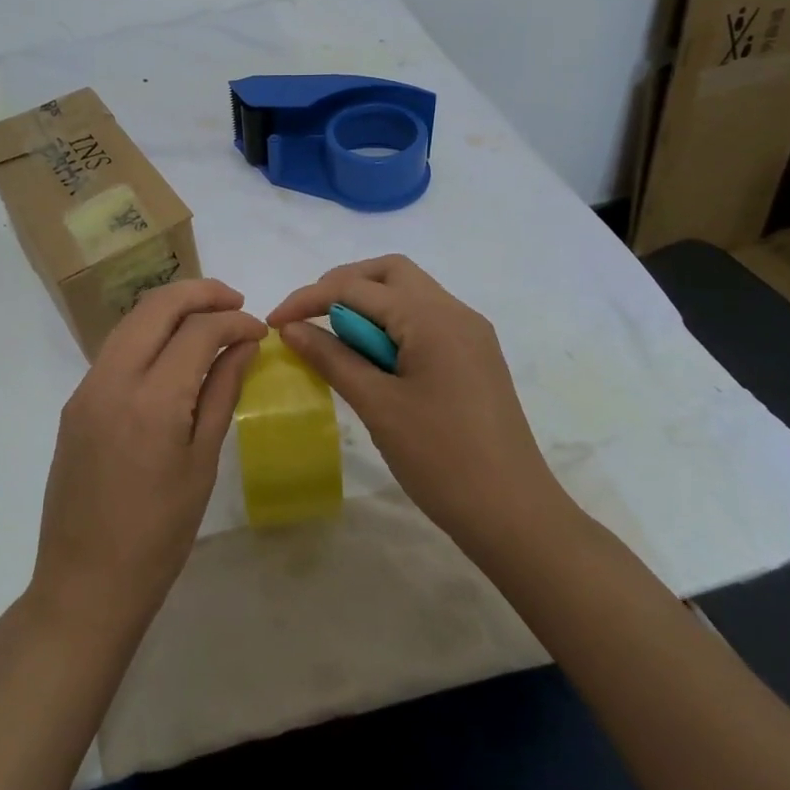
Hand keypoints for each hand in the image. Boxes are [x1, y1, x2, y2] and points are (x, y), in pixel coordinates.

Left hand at [31, 279, 263, 633]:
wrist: (85, 583)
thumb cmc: (159, 534)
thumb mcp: (202, 463)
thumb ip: (221, 392)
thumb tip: (244, 345)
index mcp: (152, 400)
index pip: (197, 331)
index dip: (234, 321)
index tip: (259, 330)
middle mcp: (112, 379)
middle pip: (156, 306)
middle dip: (199, 293)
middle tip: (235, 301)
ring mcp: (86, 388)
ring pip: (131, 321)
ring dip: (171, 308)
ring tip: (209, 317)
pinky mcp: (75, 402)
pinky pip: (115, 348)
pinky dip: (148, 334)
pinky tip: (173, 350)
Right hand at [269, 255, 576, 564]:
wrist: (516, 515)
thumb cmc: (442, 459)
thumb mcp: (378, 406)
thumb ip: (332, 358)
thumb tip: (291, 328)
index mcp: (432, 317)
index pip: (356, 288)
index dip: (309, 299)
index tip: (274, 322)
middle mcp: (455, 312)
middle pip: (389, 273)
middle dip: (342, 286)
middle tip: (309, 318)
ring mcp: (469, 333)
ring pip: (408, 294)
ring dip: (367, 304)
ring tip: (334, 339)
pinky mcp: (473, 356)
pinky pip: (424, 320)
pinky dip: (390, 325)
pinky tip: (372, 357)